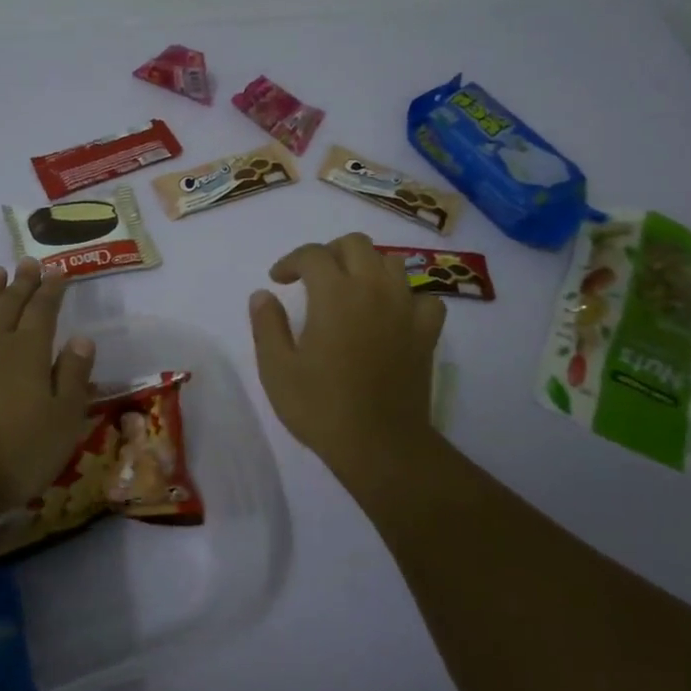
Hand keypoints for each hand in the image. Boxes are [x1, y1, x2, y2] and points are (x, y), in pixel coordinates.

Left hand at [0, 260, 97, 510]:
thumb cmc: (16, 453)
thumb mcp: (64, 420)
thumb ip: (74, 376)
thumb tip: (81, 338)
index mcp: (29, 353)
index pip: (44, 311)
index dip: (51, 290)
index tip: (57, 271)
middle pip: (9, 306)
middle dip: (21, 283)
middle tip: (28, 262)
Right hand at [249, 232, 446, 485]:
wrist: (380, 445)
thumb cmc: (321, 407)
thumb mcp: (277, 369)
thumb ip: (267, 325)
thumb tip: (263, 295)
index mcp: (334, 294)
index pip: (313, 254)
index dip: (291, 261)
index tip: (277, 280)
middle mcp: (373, 289)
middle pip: (356, 244)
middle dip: (330, 253)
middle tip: (313, 278)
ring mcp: (405, 309)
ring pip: (391, 263)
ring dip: (367, 268)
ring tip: (350, 291)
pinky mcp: (427, 333)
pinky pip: (424, 298)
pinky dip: (406, 298)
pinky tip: (392, 315)